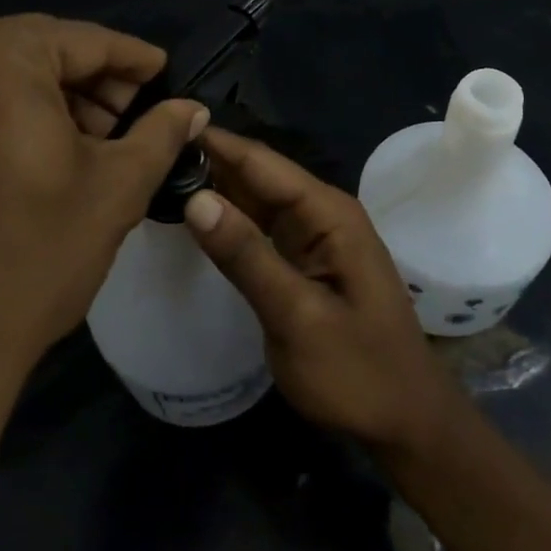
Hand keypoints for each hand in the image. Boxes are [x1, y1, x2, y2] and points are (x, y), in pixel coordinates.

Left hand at [0, 15, 205, 390]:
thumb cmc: (31, 257)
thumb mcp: (116, 188)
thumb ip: (160, 132)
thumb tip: (192, 108)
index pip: (84, 40)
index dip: (134, 60)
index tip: (166, 77)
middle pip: (38, 51)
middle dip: (92, 83)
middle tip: (133, 121)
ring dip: (50, 99)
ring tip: (93, 143)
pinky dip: (8, 115)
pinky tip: (40, 153)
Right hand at [182, 129, 462, 452]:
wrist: (404, 421)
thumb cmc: (357, 371)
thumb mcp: (296, 316)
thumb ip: (246, 255)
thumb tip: (195, 198)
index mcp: (328, 213)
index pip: (260, 162)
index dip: (213, 143)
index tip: (160, 128)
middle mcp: (321, 213)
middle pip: (256, 176)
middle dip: (208, 163)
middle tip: (145, 156)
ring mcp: (313, 238)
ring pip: (255, 201)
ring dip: (214, 190)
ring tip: (156, 177)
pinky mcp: (303, 262)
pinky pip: (260, 229)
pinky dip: (228, 222)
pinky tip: (192, 218)